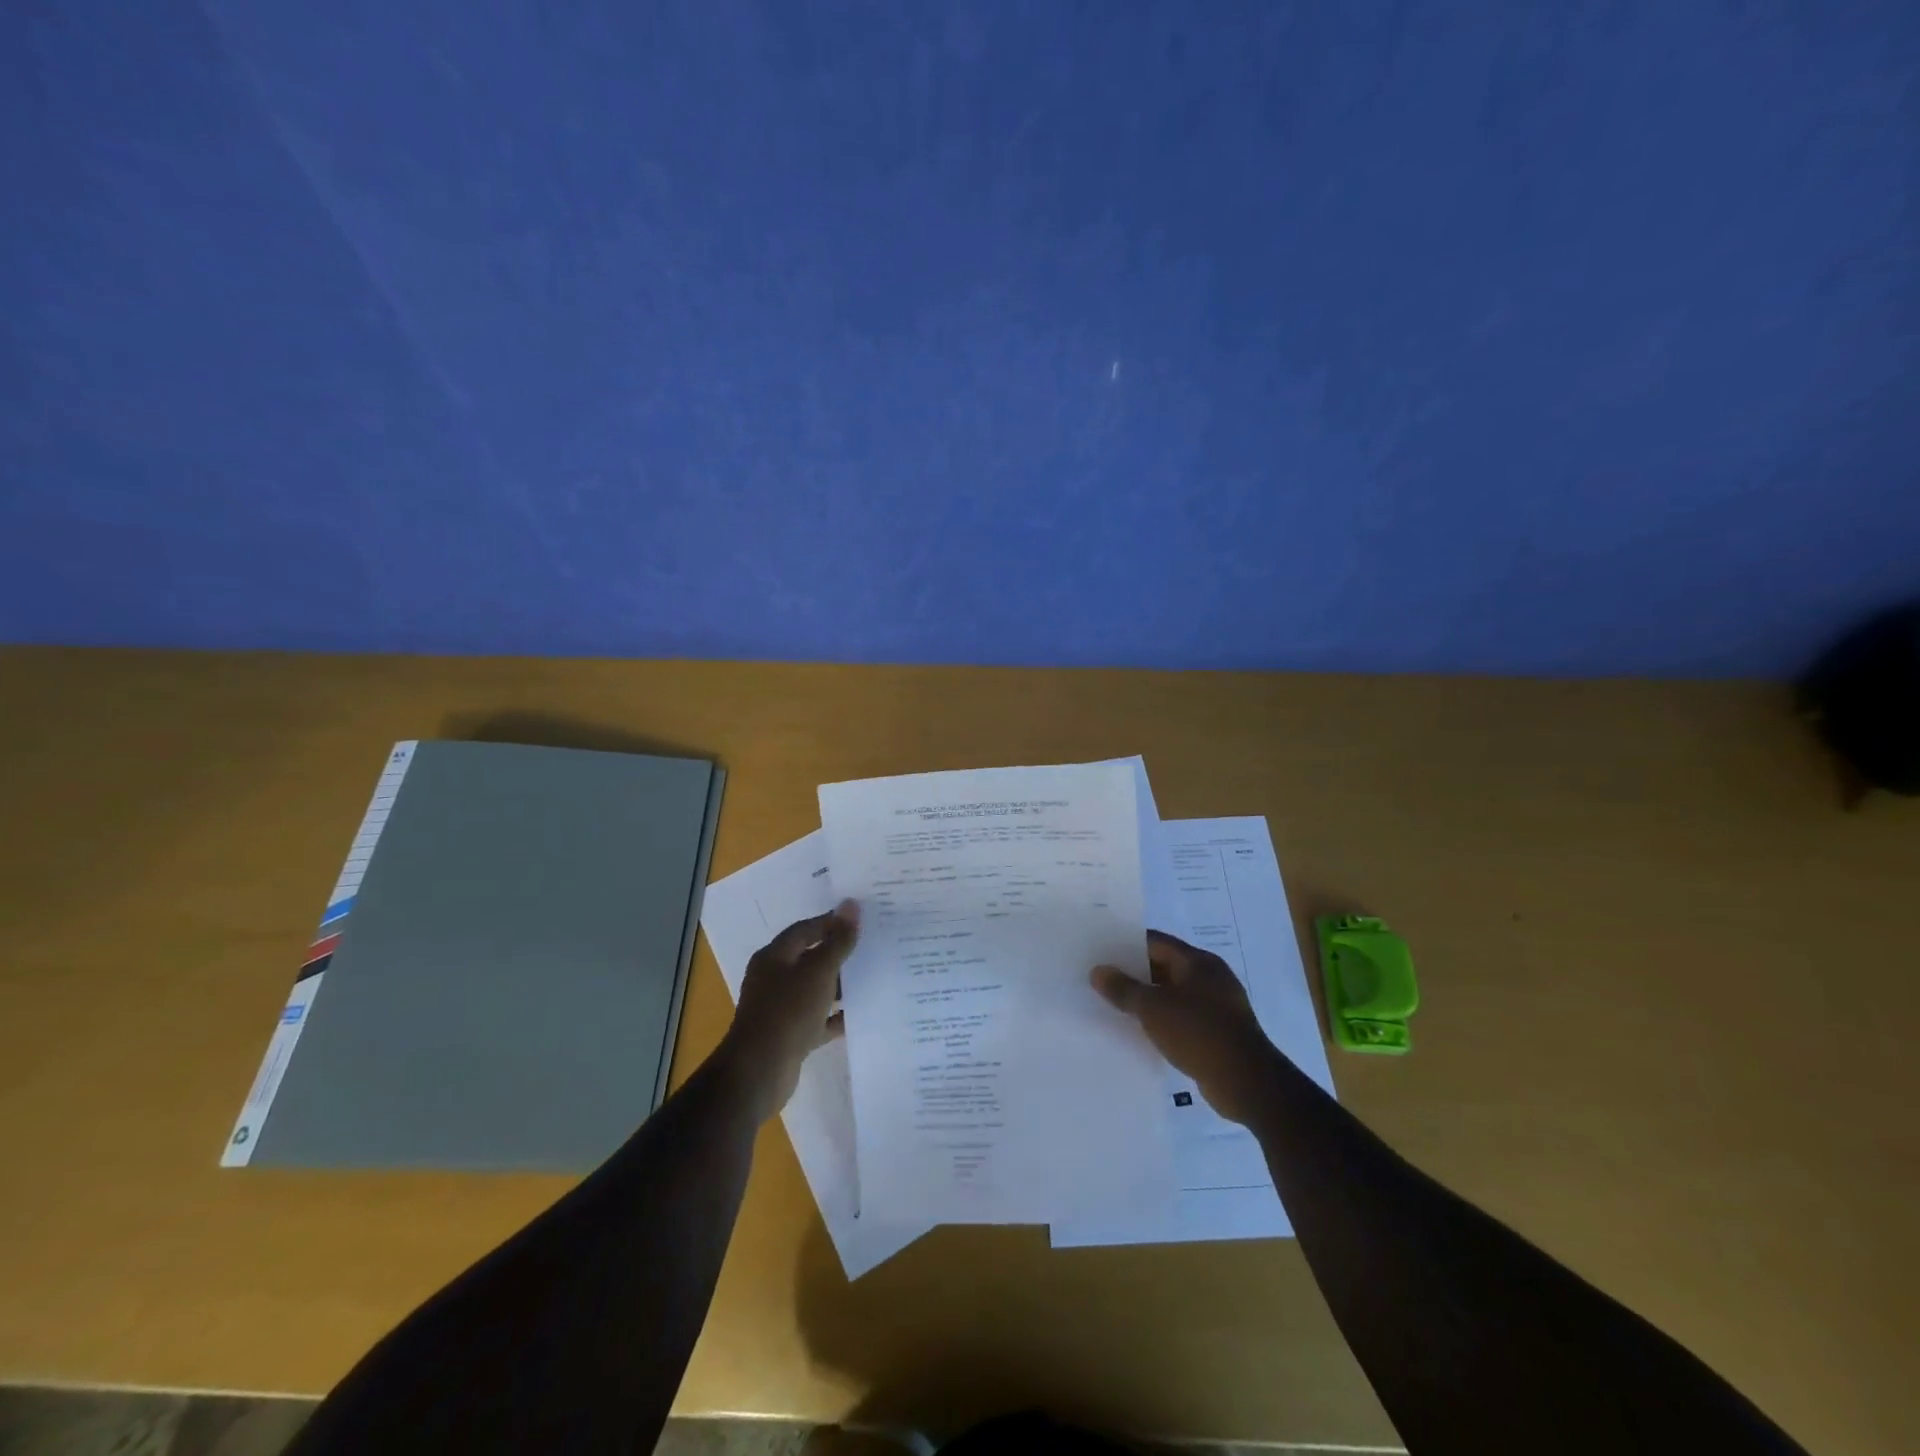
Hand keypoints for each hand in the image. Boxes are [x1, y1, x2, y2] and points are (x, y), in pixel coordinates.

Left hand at [719, 901, 858, 1120]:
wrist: (760, 1071)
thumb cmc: (788, 1011)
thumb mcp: (818, 971)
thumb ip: (837, 941)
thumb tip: (851, 905)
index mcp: (774, 957)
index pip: (805, 930)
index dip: (831, 922)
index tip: (860, 919)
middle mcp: (774, 979)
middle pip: (810, 958)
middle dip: (838, 953)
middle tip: (871, 945)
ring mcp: (781, 1009)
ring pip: (815, 989)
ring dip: (839, 985)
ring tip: (871, 977)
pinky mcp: (790, 1035)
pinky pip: (818, 1019)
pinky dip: (836, 1016)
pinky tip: (860, 1014)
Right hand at [1092, 930, 1278, 1125]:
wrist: (1247, 1083)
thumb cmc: (1199, 1033)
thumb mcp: (1153, 1008)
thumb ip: (1124, 988)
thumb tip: (1097, 971)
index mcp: (1198, 962)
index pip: (1156, 942)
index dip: (1127, 944)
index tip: (1101, 951)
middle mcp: (1210, 978)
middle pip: (1164, 967)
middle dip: (1134, 974)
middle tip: (1101, 979)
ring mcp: (1217, 1006)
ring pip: (1173, 994)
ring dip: (1148, 1000)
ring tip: (1114, 1005)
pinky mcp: (1218, 1033)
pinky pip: (1182, 1018)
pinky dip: (1162, 1021)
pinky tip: (1141, 1031)